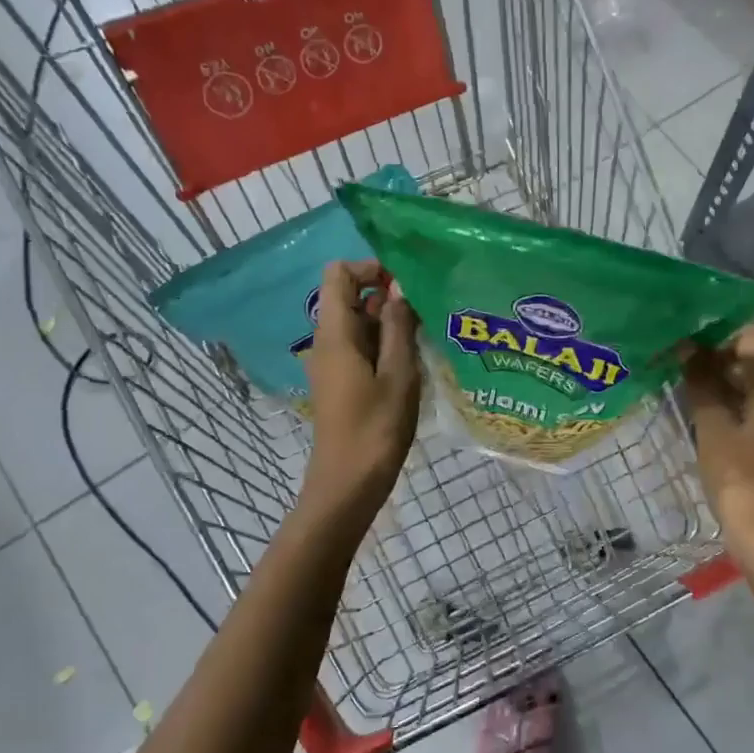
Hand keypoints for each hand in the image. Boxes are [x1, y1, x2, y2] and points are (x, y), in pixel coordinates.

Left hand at [301, 260, 421, 533]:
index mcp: (335, 334)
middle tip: (427, 314)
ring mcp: (332, 363)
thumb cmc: (376, 429)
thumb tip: (399, 287)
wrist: (348, 484)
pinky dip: (384, 345)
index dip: (370, 268)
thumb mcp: (398, 374)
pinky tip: (413, 363)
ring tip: (426, 338)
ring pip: (358, 324)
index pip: (339, 274)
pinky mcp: (341, 382)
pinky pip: (360, 347)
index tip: (406, 285)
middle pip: (350, 298)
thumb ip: (398, 327)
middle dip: (387, 297)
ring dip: (390, 323)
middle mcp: (327, 342)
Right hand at [681, 325, 753, 609]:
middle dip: (712, 354)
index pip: (748, 334)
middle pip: (751, 357)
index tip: (679, 333)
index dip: (713, 330)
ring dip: (718, 380)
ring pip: (751, 383)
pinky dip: (729, 402)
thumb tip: (687, 348)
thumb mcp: (714, 428)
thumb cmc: (742, 478)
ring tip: (677, 380)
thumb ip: (701, 384)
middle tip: (671, 356)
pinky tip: (698, 409)